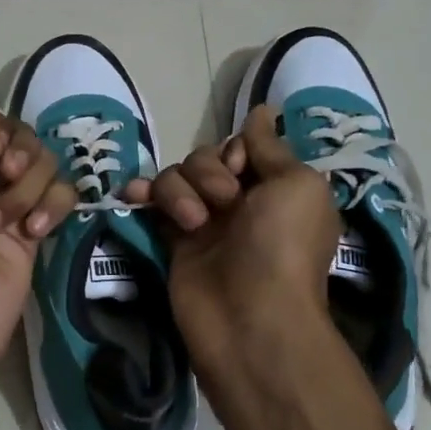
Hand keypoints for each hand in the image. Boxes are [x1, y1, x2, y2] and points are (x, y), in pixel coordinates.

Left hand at [0, 63, 76, 364]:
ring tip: (5, 225)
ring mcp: (13, 203)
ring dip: (29, 192)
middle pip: (25, 139)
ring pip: (47, 167)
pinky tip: (35, 234)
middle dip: (20, 159)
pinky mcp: (38, 229)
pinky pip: (63, 196)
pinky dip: (53, 209)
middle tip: (4, 181)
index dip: (1, 131)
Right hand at [124, 104, 341, 371]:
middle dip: (208, 172)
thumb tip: (263, 111)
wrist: (251, 318)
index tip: (241, 170)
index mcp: (274, 187)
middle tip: (224, 204)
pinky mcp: (173, 241)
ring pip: (176, 178)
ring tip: (192, 223)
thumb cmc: (283, 247)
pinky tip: (134, 196)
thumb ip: (270, 147)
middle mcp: (239, 201)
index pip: (241, 146)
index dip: (236, 151)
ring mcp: (203, 222)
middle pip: (205, 158)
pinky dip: (142, 194)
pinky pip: (152, 204)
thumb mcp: (296, 185)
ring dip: (179, 190)